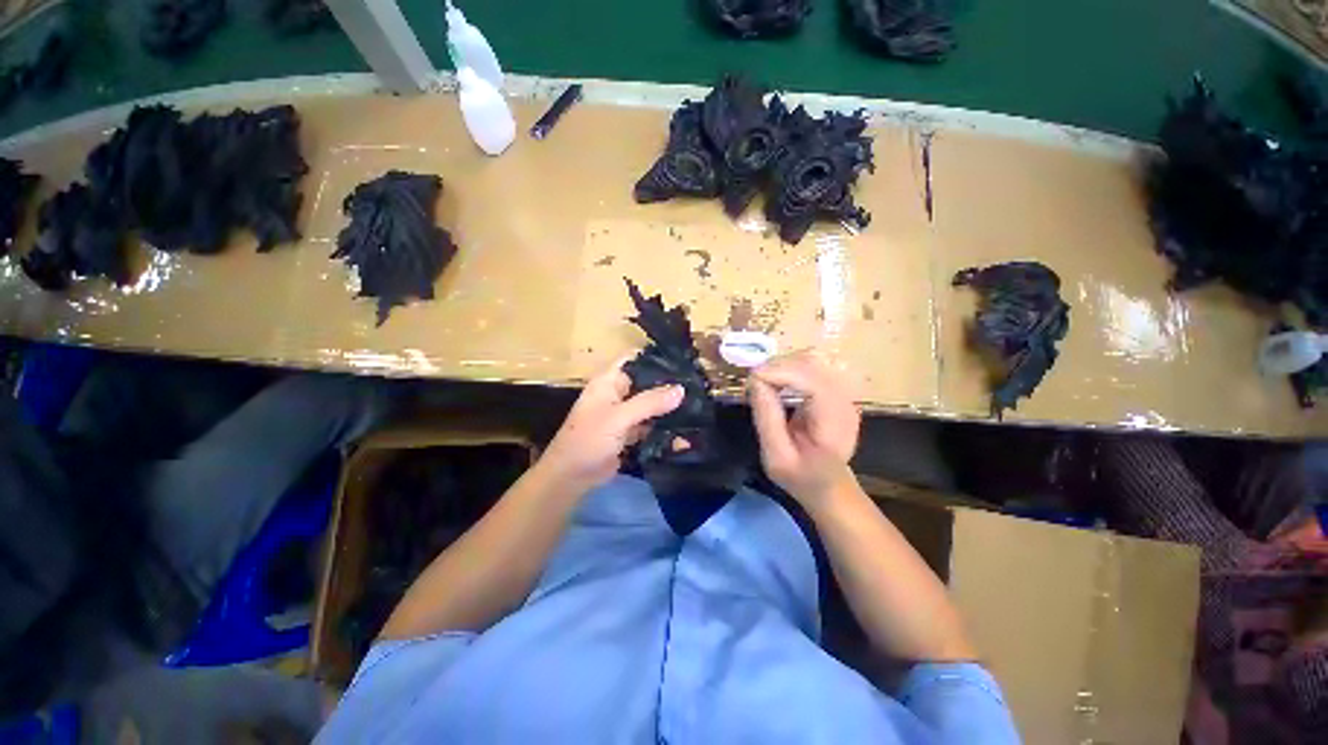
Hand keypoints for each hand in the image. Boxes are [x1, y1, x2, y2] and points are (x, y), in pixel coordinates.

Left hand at [539, 359, 683, 492]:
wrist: (572, 477)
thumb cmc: (589, 439)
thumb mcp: (619, 417)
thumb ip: (650, 402)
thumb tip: (681, 389)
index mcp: (609, 381)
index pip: (634, 359)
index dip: (655, 357)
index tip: (683, 360)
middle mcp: (617, 393)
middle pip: (646, 383)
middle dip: (668, 385)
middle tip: (697, 386)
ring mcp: (624, 414)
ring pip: (650, 405)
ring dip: (668, 408)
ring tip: (697, 406)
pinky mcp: (629, 433)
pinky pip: (650, 426)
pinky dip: (663, 429)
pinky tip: (684, 431)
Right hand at [748, 352, 860, 504]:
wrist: (829, 485)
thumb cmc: (802, 477)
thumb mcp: (776, 457)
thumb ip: (767, 419)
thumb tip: (755, 381)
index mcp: (834, 422)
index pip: (812, 381)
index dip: (781, 373)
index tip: (752, 379)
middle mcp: (845, 401)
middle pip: (812, 365)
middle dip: (778, 366)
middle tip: (752, 381)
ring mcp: (843, 392)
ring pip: (811, 360)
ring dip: (782, 364)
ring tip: (761, 380)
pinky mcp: (835, 389)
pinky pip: (811, 367)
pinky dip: (789, 368)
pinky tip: (776, 381)